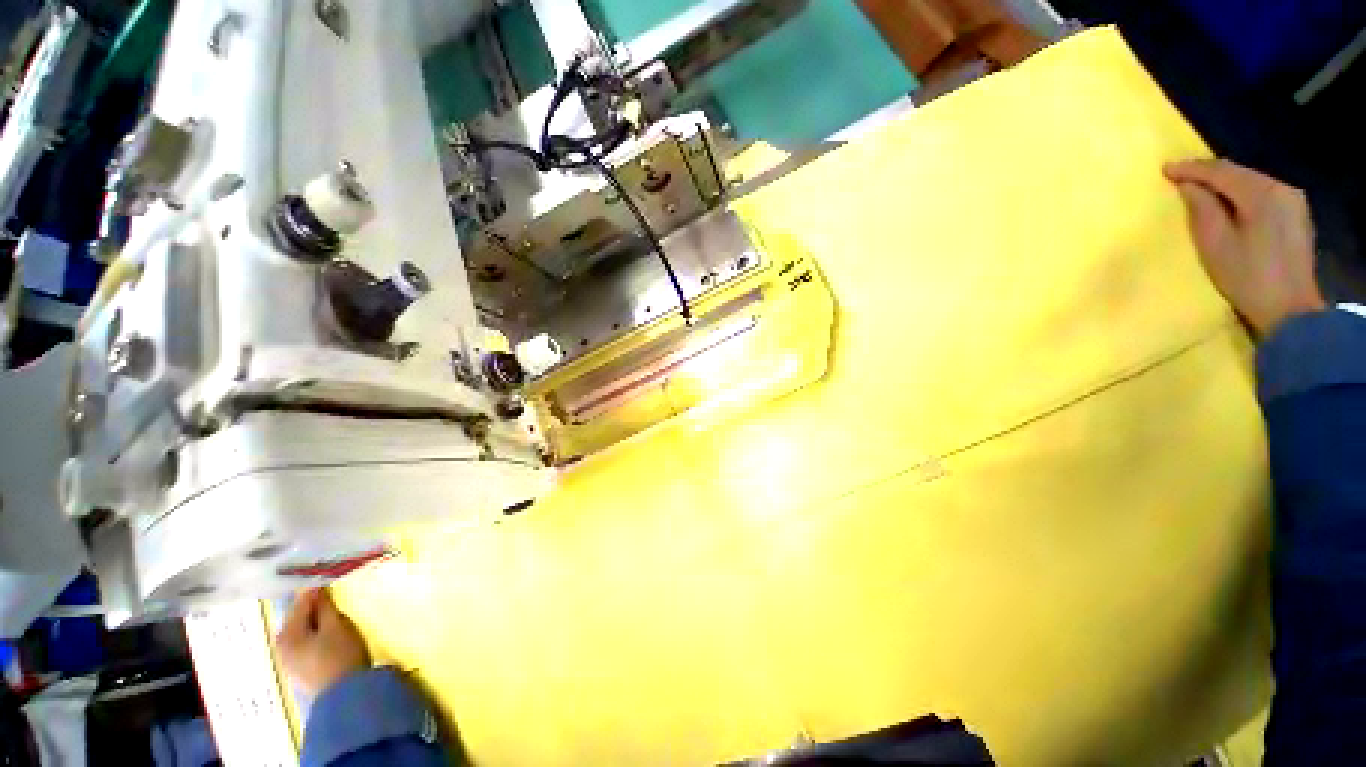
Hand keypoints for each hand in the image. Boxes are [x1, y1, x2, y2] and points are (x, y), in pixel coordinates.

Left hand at [276, 588, 371, 696]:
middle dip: (314, 608)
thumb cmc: (340, 656)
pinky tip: (328, 634)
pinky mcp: (300, 670)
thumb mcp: (336, 626)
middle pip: (298, 619)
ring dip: (315, 622)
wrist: (344, 697)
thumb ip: (324, 607)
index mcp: (286, 634)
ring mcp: (289, 661)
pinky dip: (316, 635)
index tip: (329, 578)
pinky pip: (306, 644)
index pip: (300, 603)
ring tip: (333, 614)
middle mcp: (281, 646)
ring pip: (302, 632)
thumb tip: (316, 589)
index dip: (316, 589)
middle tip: (333, 596)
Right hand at [1165, 158, 1325, 336]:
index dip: (1192, 169)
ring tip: (1200, 187)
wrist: (1290, 309)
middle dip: (1209, 173)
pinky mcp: (1296, 214)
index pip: (1221, 171)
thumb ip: (1202, 209)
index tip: (1165, 169)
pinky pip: (1263, 192)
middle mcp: (1281, 188)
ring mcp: (1293, 200)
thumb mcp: (1216, 244)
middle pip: (1239, 173)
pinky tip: (1228, 200)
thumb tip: (1188, 186)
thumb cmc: (1247, 277)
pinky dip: (1242, 192)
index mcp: (1262, 194)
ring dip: (1225, 182)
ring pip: (1251, 181)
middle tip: (1180, 175)